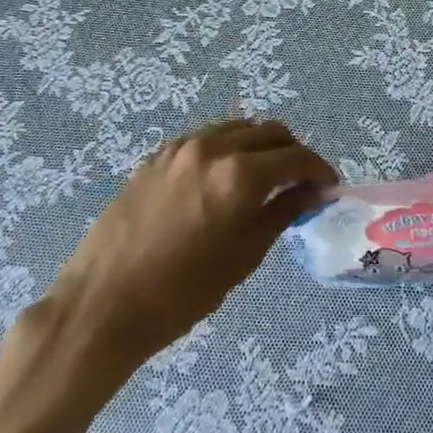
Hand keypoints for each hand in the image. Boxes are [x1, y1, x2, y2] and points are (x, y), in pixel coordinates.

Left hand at [25, 118, 336, 385]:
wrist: (103, 304)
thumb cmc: (181, 293)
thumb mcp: (243, 257)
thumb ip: (282, 213)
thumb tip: (313, 191)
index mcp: (239, 174)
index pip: (295, 157)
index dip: (319, 169)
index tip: (329, 186)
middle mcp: (212, 147)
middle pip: (269, 132)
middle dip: (292, 153)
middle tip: (300, 183)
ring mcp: (180, 147)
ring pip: (236, 128)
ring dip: (259, 146)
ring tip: (264, 178)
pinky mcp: (157, 156)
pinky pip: (205, 138)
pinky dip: (226, 148)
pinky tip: (224, 178)